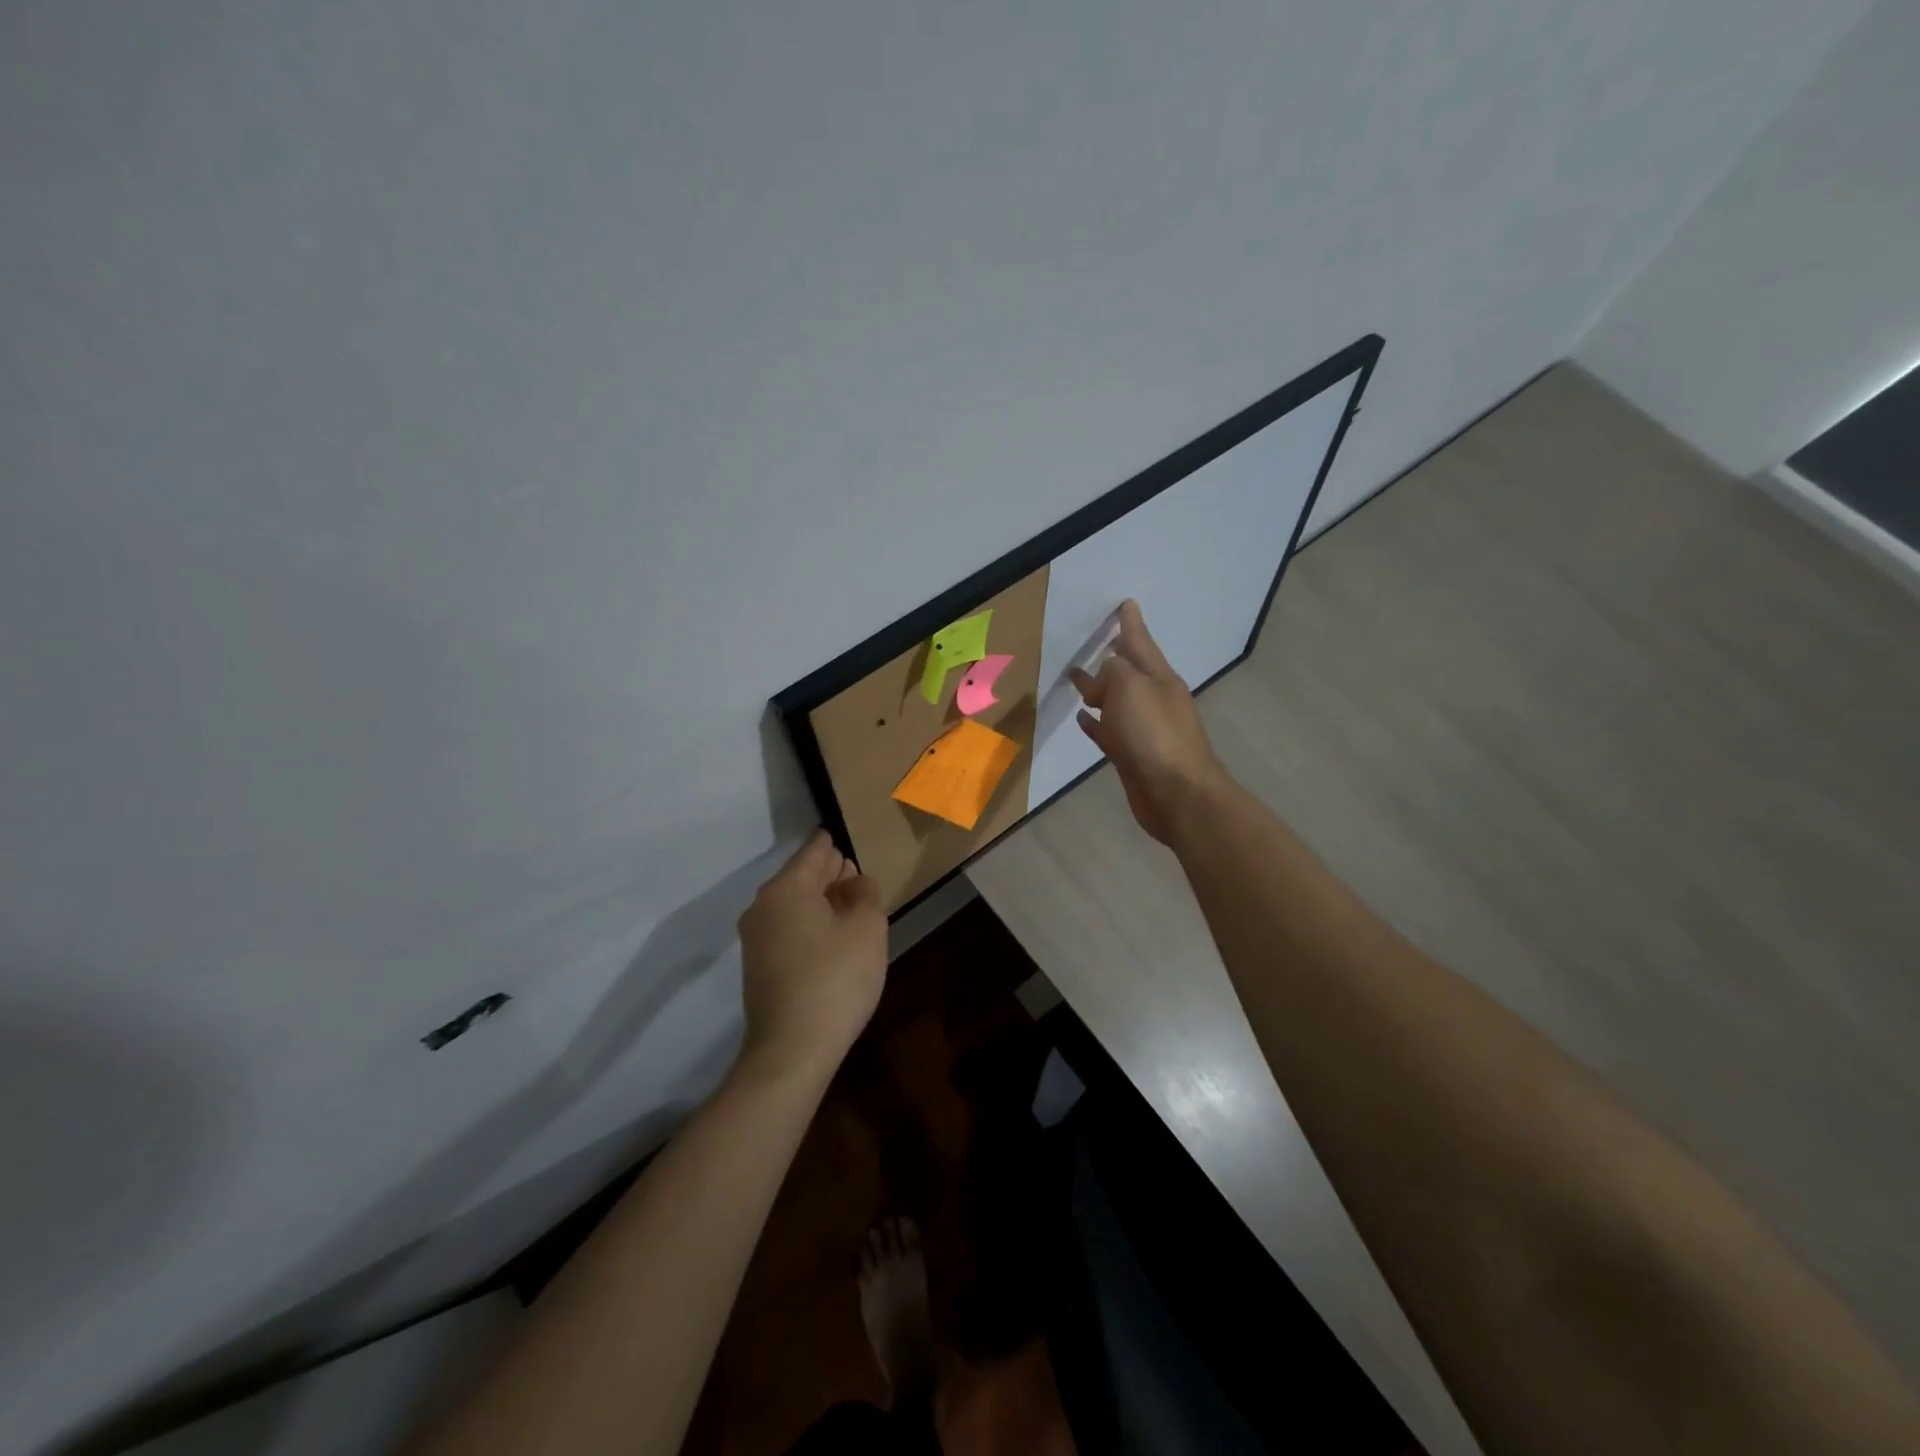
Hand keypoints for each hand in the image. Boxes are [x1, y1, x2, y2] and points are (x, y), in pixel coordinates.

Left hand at [737, 831, 886, 1082]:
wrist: (792, 1050)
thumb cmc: (836, 978)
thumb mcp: (868, 927)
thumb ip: (865, 892)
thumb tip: (853, 882)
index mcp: (786, 887)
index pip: (816, 850)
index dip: (837, 844)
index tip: (853, 841)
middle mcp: (763, 905)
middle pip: (801, 876)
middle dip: (830, 873)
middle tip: (858, 877)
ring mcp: (755, 938)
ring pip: (794, 904)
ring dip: (822, 902)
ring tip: (852, 909)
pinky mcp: (757, 967)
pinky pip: (787, 929)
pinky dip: (809, 925)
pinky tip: (833, 940)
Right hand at [1069, 600, 1228, 844]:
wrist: (1176, 795)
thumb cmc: (1154, 735)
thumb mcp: (1130, 688)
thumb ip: (1113, 673)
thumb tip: (1103, 680)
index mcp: (1159, 679)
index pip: (1140, 643)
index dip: (1131, 624)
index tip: (1125, 604)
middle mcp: (1155, 700)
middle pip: (1128, 672)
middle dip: (1111, 657)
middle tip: (1093, 642)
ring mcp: (1145, 730)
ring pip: (1116, 702)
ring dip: (1099, 691)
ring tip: (1077, 680)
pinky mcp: (1133, 756)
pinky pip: (1109, 730)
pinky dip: (1096, 723)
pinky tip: (1082, 719)